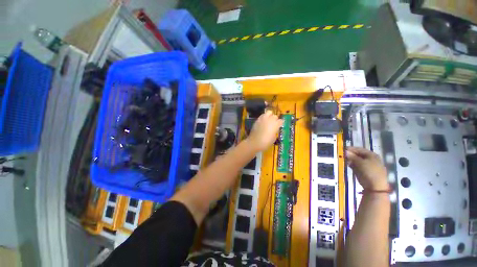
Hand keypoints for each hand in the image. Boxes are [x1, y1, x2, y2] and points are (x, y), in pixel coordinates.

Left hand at [247, 111, 282, 151]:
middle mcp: (270, 119)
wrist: (254, 142)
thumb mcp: (273, 138)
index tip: (279, 126)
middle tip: (274, 124)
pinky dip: (264, 117)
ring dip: (269, 116)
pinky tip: (263, 122)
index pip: (281, 121)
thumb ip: (275, 131)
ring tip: (268, 120)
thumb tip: (274, 129)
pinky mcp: (257, 120)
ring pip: (268, 112)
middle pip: (275, 116)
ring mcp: (263, 119)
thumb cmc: (266, 142)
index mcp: (275, 124)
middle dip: (275, 119)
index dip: (280, 124)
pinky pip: (262, 116)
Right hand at [346, 147, 388, 190]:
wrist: (375, 187)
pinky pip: (357, 166)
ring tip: (343, 160)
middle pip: (358, 155)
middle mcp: (370, 159)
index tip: (342, 149)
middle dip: (350, 155)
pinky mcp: (364, 171)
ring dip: (350, 160)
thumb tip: (345, 151)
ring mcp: (367, 166)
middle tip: (342, 155)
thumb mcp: (360, 163)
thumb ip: (352, 156)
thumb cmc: (369, 172)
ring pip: (357, 160)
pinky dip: (352, 165)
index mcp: (372, 155)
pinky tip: (348, 165)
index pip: (359, 149)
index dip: (351, 149)